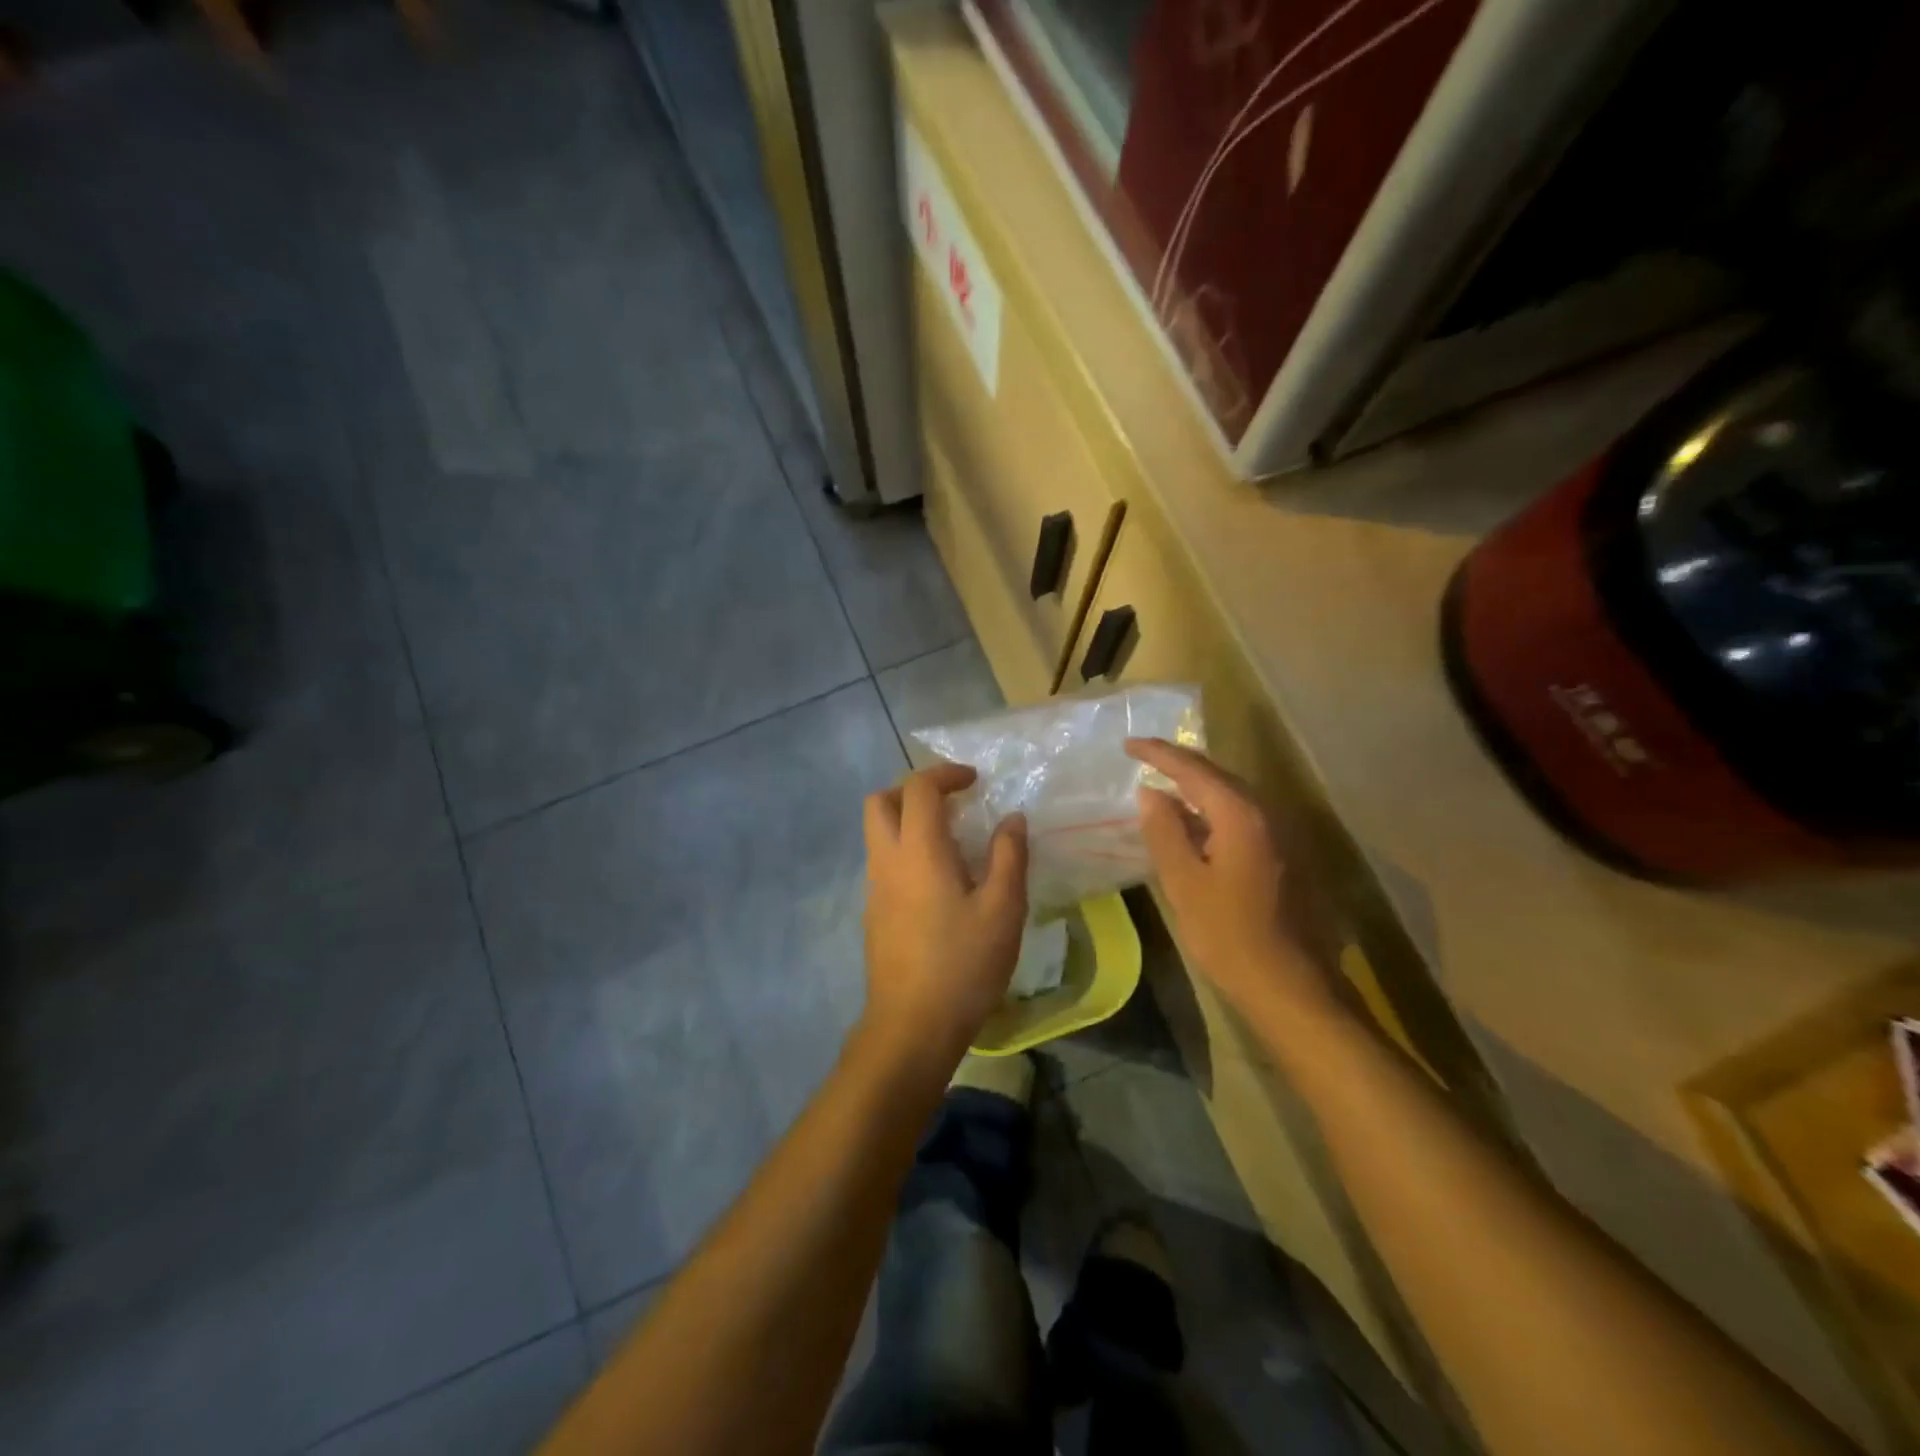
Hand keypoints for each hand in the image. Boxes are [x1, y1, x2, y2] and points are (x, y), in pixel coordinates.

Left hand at [861, 762, 1028, 1060]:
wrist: (912, 1025)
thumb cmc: (963, 964)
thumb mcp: (1003, 909)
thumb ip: (1009, 856)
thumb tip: (1012, 818)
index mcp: (918, 850)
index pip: (918, 788)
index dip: (946, 774)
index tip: (975, 782)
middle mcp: (887, 860)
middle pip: (880, 801)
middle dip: (913, 790)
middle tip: (952, 803)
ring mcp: (874, 888)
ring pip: (877, 833)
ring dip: (908, 820)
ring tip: (953, 842)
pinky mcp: (873, 913)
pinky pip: (883, 862)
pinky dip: (905, 850)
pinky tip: (939, 881)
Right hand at [1126, 738, 1336, 1021]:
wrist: (1292, 986)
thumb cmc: (1229, 936)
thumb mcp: (1184, 883)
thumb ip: (1165, 831)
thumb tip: (1150, 793)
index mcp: (1240, 814)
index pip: (1193, 769)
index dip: (1158, 753)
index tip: (1128, 744)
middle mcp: (1267, 813)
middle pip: (1218, 775)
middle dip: (1179, 764)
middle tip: (1144, 758)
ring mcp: (1281, 834)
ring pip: (1232, 796)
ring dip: (1197, 787)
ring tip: (1163, 786)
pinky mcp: (1285, 856)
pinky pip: (1242, 817)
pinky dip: (1213, 811)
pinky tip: (1194, 824)